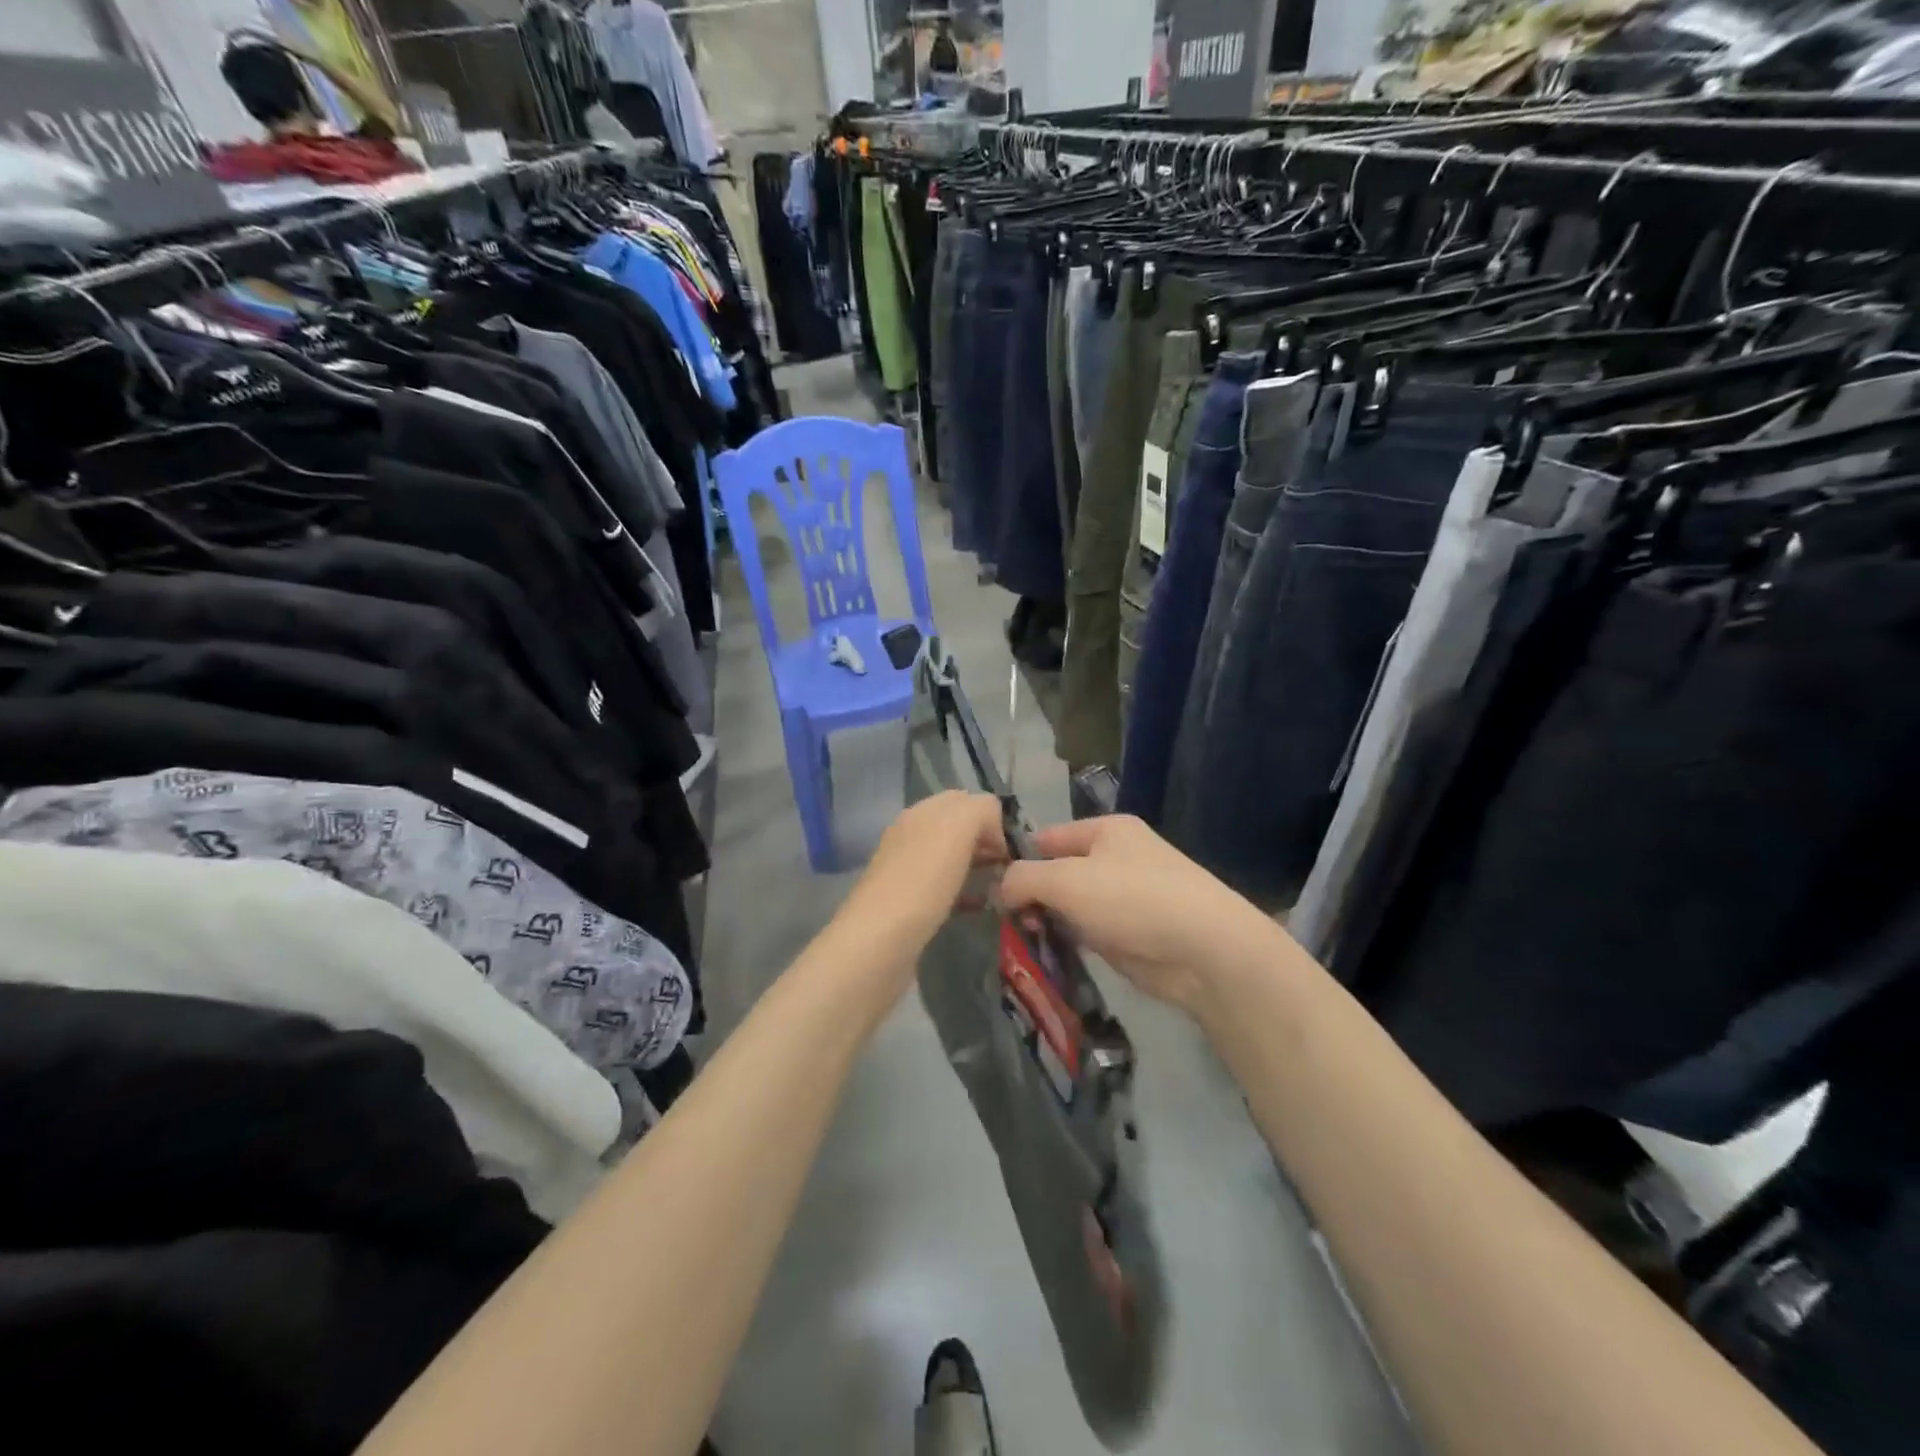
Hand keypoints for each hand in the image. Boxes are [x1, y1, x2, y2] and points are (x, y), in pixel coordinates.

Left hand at [838, 791, 1007, 960]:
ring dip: (979, 867)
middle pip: (959, 829)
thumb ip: (981, 810)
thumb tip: (993, 827)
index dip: (992, 816)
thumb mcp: (958, 827)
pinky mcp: (908, 904)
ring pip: (953, 858)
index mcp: (921, 812)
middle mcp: (912, 835)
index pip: (965, 799)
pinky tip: (979, 907)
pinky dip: (965, 893)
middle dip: (987, 842)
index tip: (1011, 846)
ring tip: (1002, 887)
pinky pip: (945, 888)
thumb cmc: (922, 881)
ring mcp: (907, 870)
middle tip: (1011, 868)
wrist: (879, 941)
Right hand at [997, 815, 1283, 1016]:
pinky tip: (1048, 955)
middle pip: (1057, 872)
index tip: (990, 889)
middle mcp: (1116, 858)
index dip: (1017, 859)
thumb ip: (1024, 878)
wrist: (1204, 950)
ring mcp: (1125, 897)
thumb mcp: (1066, 880)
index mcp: (1105, 830)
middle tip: (1006, 922)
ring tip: (1023, 941)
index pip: (1046, 838)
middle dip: (1031, 895)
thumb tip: (1002, 889)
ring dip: (1048, 922)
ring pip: (1071, 905)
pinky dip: (1069, 942)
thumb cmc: (1132, 899)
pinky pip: (1088, 932)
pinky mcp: (1131, 934)